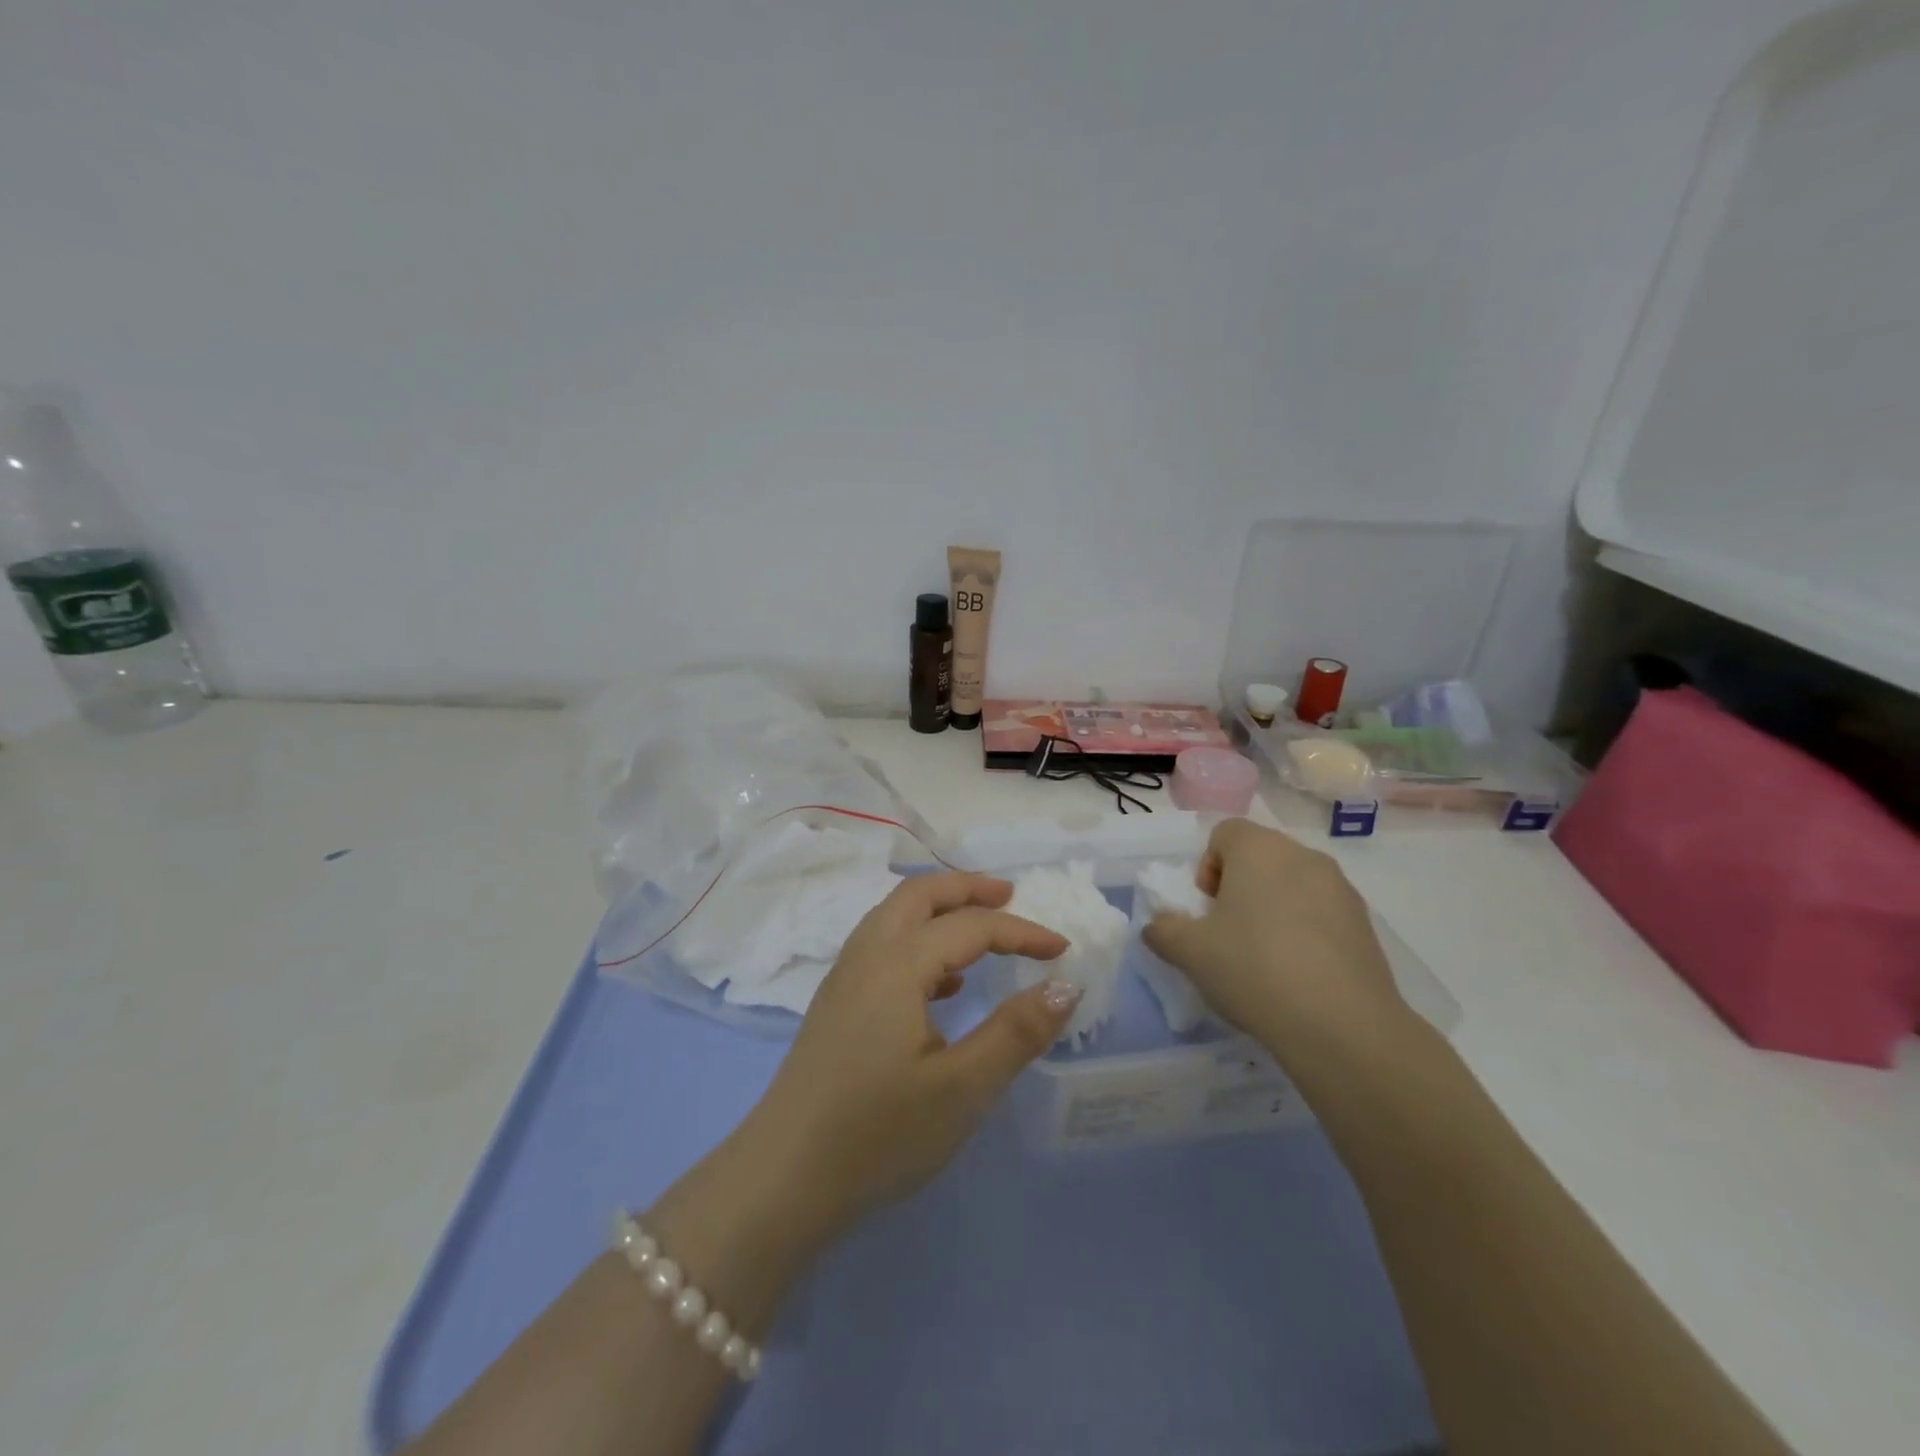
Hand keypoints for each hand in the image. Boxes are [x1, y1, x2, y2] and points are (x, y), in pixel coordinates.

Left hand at [738, 872, 1077, 1240]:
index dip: (1021, 932)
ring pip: (894, 916)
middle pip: (918, 895)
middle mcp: (866, 955)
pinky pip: (882, 946)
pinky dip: (918, 940)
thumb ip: (1017, 1032)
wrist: (783, 1179)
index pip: (970, 926)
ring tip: (981, 930)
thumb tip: (1066, 984)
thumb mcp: (962, 1088)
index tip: (1062, 949)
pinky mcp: (835, 1005)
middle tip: (1010, 896)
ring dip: (939, 909)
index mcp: (896, 964)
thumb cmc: (878, 1134)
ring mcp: (844, 978)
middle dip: (967, 888)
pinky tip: (943, 985)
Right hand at [1142, 818, 1408, 1062]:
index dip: (1207, 867)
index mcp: (1259, 849)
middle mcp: (1303, 856)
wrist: (1342, 1026)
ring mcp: (1341, 889)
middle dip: (1239, 889)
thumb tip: (1159, 927)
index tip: (1207, 910)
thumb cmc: (1254, 969)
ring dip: (1273, 909)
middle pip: (1259, 858)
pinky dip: (1305, 932)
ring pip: (1292, 885)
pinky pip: (1322, 914)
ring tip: (1265, 960)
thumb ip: (1163, 930)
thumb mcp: (1188, 952)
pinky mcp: (1365, 924)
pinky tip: (1299, 975)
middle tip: (1229, 935)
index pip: (1224, 833)